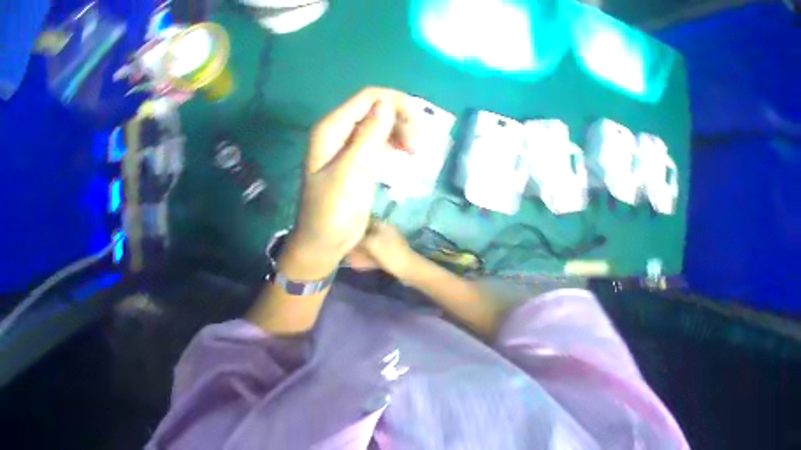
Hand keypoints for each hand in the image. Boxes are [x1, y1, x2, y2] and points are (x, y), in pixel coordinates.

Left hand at [286, 87, 415, 277]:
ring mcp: (349, 145)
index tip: (419, 123)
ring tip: (416, 150)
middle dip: (401, 119)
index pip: (367, 98)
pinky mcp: (359, 159)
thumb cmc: (332, 211)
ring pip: (381, 123)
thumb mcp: (351, 172)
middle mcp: (339, 131)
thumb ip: (368, 136)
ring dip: (401, 131)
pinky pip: (380, 140)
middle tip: (418, 144)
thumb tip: (387, 103)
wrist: (323, 243)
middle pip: (376, 108)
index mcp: (331, 129)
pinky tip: (408, 153)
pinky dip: (396, 142)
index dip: (395, 102)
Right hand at [348, 221, 416, 279]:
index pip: (365, 221)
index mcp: (383, 226)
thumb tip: (347, 236)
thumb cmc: (391, 254)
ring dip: (359, 247)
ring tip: (346, 251)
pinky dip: (365, 255)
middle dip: (355, 238)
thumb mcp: (372, 244)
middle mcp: (385, 232)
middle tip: (342, 242)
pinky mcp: (387, 255)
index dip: (354, 224)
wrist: (408, 270)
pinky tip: (356, 260)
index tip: (342, 229)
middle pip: (366, 233)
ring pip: (369, 243)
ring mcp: (387, 244)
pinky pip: (373, 253)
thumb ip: (359, 238)